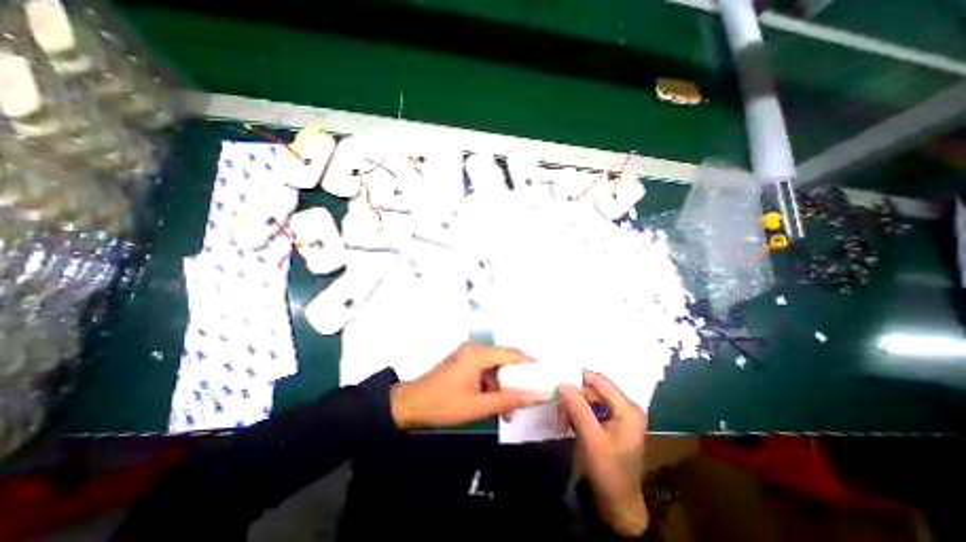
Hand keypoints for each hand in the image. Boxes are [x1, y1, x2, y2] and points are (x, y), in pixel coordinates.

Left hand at [387, 346, 551, 429]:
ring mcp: (468, 353)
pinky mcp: (464, 360)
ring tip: (508, 409)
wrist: (410, 405)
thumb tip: (536, 395)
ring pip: (496, 365)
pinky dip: (492, 383)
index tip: (544, 378)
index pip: (512, 353)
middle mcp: (475, 348)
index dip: (530, 364)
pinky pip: (485, 368)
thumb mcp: (478, 406)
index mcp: (478, 354)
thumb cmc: (443, 405)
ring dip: (504, 384)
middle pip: (505, 358)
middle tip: (527, 398)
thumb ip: (509, 399)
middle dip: (517, 378)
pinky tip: (493, 402)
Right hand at [559, 370, 647, 534]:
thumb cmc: (608, 471)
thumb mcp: (591, 438)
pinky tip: (569, 419)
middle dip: (576, 393)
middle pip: (596, 389)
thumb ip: (578, 408)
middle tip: (557, 399)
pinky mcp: (613, 424)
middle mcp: (627, 408)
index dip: (579, 377)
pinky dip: (580, 411)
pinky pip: (593, 408)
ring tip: (561, 412)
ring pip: (593, 398)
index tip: (558, 379)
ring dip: (576, 403)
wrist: (618, 504)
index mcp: (628, 410)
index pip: (601, 382)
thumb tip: (563, 384)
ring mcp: (621, 416)